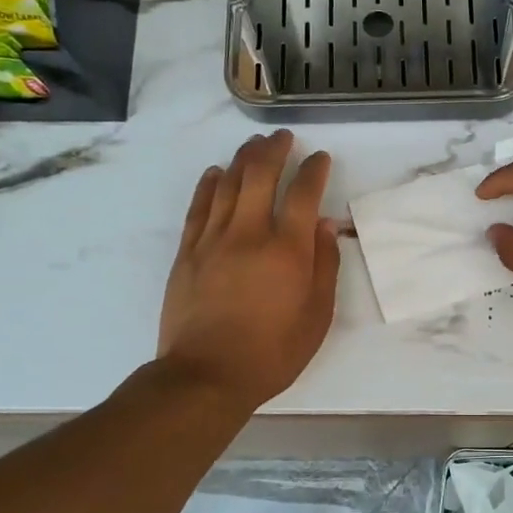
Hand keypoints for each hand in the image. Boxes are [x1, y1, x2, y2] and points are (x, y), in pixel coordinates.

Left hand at [157, 131, 339, 407]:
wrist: (207, 375)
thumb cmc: (273, 352)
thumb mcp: (317, 316)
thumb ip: (324, 266)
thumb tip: (324, 225)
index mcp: (288, 250)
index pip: (303, 194)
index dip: (313, 170)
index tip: (320, 158)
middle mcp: (250, 234)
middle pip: (260, 175)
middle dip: (274, 150)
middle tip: (283, 137)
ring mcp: (213, 240)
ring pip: (227, 184)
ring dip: (243, 158)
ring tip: (254, 144)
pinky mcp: (188, 252)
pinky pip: (198, 207)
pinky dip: (208, 184)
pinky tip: (215, 172)